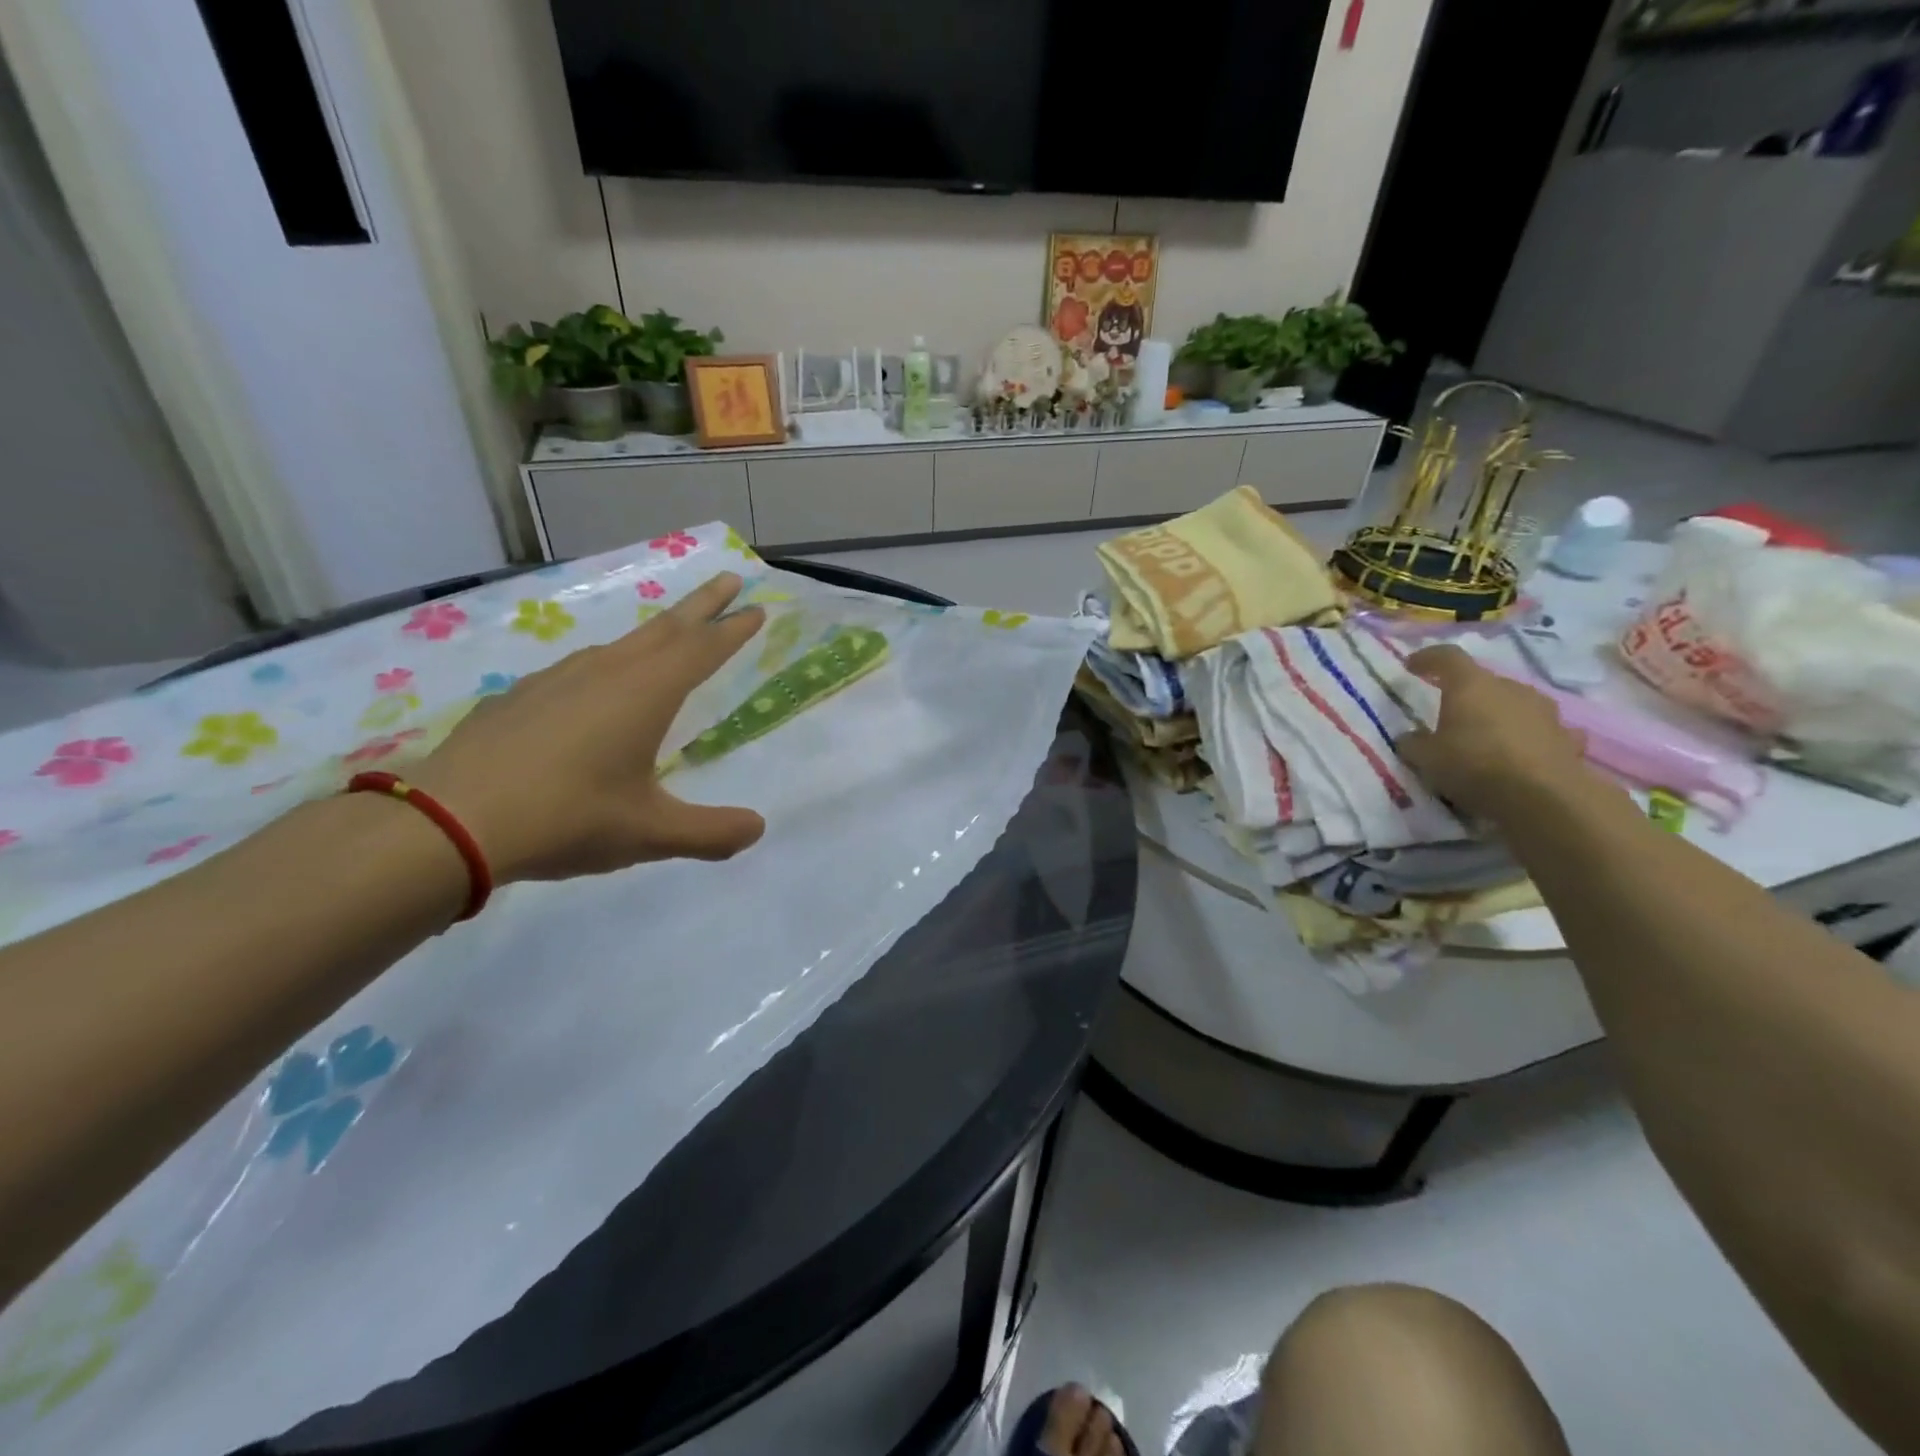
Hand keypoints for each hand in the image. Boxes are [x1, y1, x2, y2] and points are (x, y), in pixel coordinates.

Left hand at [407, 573, 765, 882]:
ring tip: (671, 638)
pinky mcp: (522, 695)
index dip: (734, 628)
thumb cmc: (567, 817)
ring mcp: (558, 678)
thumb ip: (711, 833)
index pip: (703, 649)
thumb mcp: (651, 834)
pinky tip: (596, 690)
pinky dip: (609, 665)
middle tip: (730, 579)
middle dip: (703, 604)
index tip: (757, 606)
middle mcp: (607, 672)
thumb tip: (756, 829)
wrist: (449, 821)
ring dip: (656, 633)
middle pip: (666, 627)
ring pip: (622, 644)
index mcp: (646, 693)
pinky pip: (581, 668)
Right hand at [1396, 645, 1594, 820]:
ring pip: (1515, 703)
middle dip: (1466, 694)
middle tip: (1449, 713)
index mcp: (1471, 686)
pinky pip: (1542, 729)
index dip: (1428, 658)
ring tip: (1486, 735)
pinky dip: (1530, 736)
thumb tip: (1411, 737)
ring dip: (1499, 713)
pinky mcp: (1567, 737)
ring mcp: (1544, 712)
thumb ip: (1414, 743)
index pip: (1447, 657)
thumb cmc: (1474, 766)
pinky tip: (1524, 751)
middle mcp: (1510, 689)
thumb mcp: (1426, 758)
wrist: (1542, 798)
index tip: (1411, 666)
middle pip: (1484, 681)